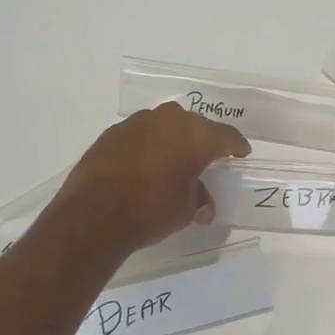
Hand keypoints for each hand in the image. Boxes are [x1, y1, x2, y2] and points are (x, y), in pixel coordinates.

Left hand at [50, 102, 251, 257]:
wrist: (93, 215)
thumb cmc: (151, 210)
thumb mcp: (185, 210)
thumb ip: (198, 199)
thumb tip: (203, 203)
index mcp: (196, 135)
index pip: (226, 136)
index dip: (236, 146)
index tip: (241, 153)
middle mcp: (169, 120)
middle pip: (195, 126)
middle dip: (202, 142)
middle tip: (205, 160)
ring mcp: (138, 123)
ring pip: (165, 127)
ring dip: (171, 142)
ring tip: (172, 163)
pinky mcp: (112, 133)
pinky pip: (140, 135)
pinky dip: (147, 147)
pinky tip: (143, 166)